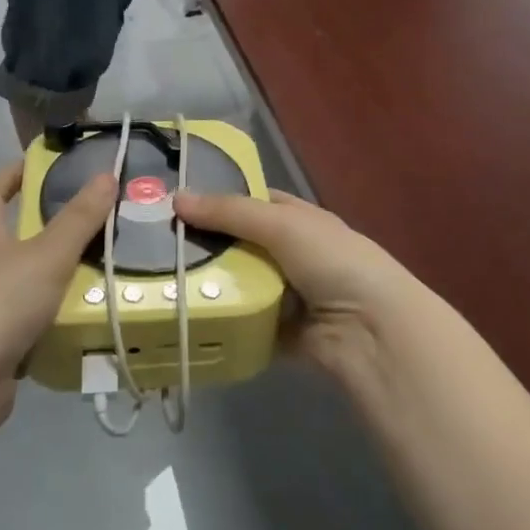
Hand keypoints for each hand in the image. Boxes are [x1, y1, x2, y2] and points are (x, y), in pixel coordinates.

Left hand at [0, 163, 114, 420]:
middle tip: (96, 225)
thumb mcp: (47, 255)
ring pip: (26, 286)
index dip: (11, 175)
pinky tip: (89, 324)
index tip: (41, 166)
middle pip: (12, 240)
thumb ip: (79, 219)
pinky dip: (55, 324)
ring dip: (58, 281)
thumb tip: (106, 174)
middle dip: (50, 232)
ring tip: (107, 274)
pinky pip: (31, 328)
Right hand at [174, 189, 439, 384]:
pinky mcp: (280, 332)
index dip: (220, 199)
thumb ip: (230, 212)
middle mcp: (294, 254)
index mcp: (299, 220)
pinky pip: (244, 322)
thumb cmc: (332, 261)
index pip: (254, 201)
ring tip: (163, 282)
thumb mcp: (281, 224)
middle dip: (207, 245)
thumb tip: (176, 198)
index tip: (177, 203)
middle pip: (241, 244)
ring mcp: (288, 295)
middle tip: (158, 247)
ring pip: (240, 284)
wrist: (371, 330)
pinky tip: (187, 318)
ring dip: (211, 285)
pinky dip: (223, 321)